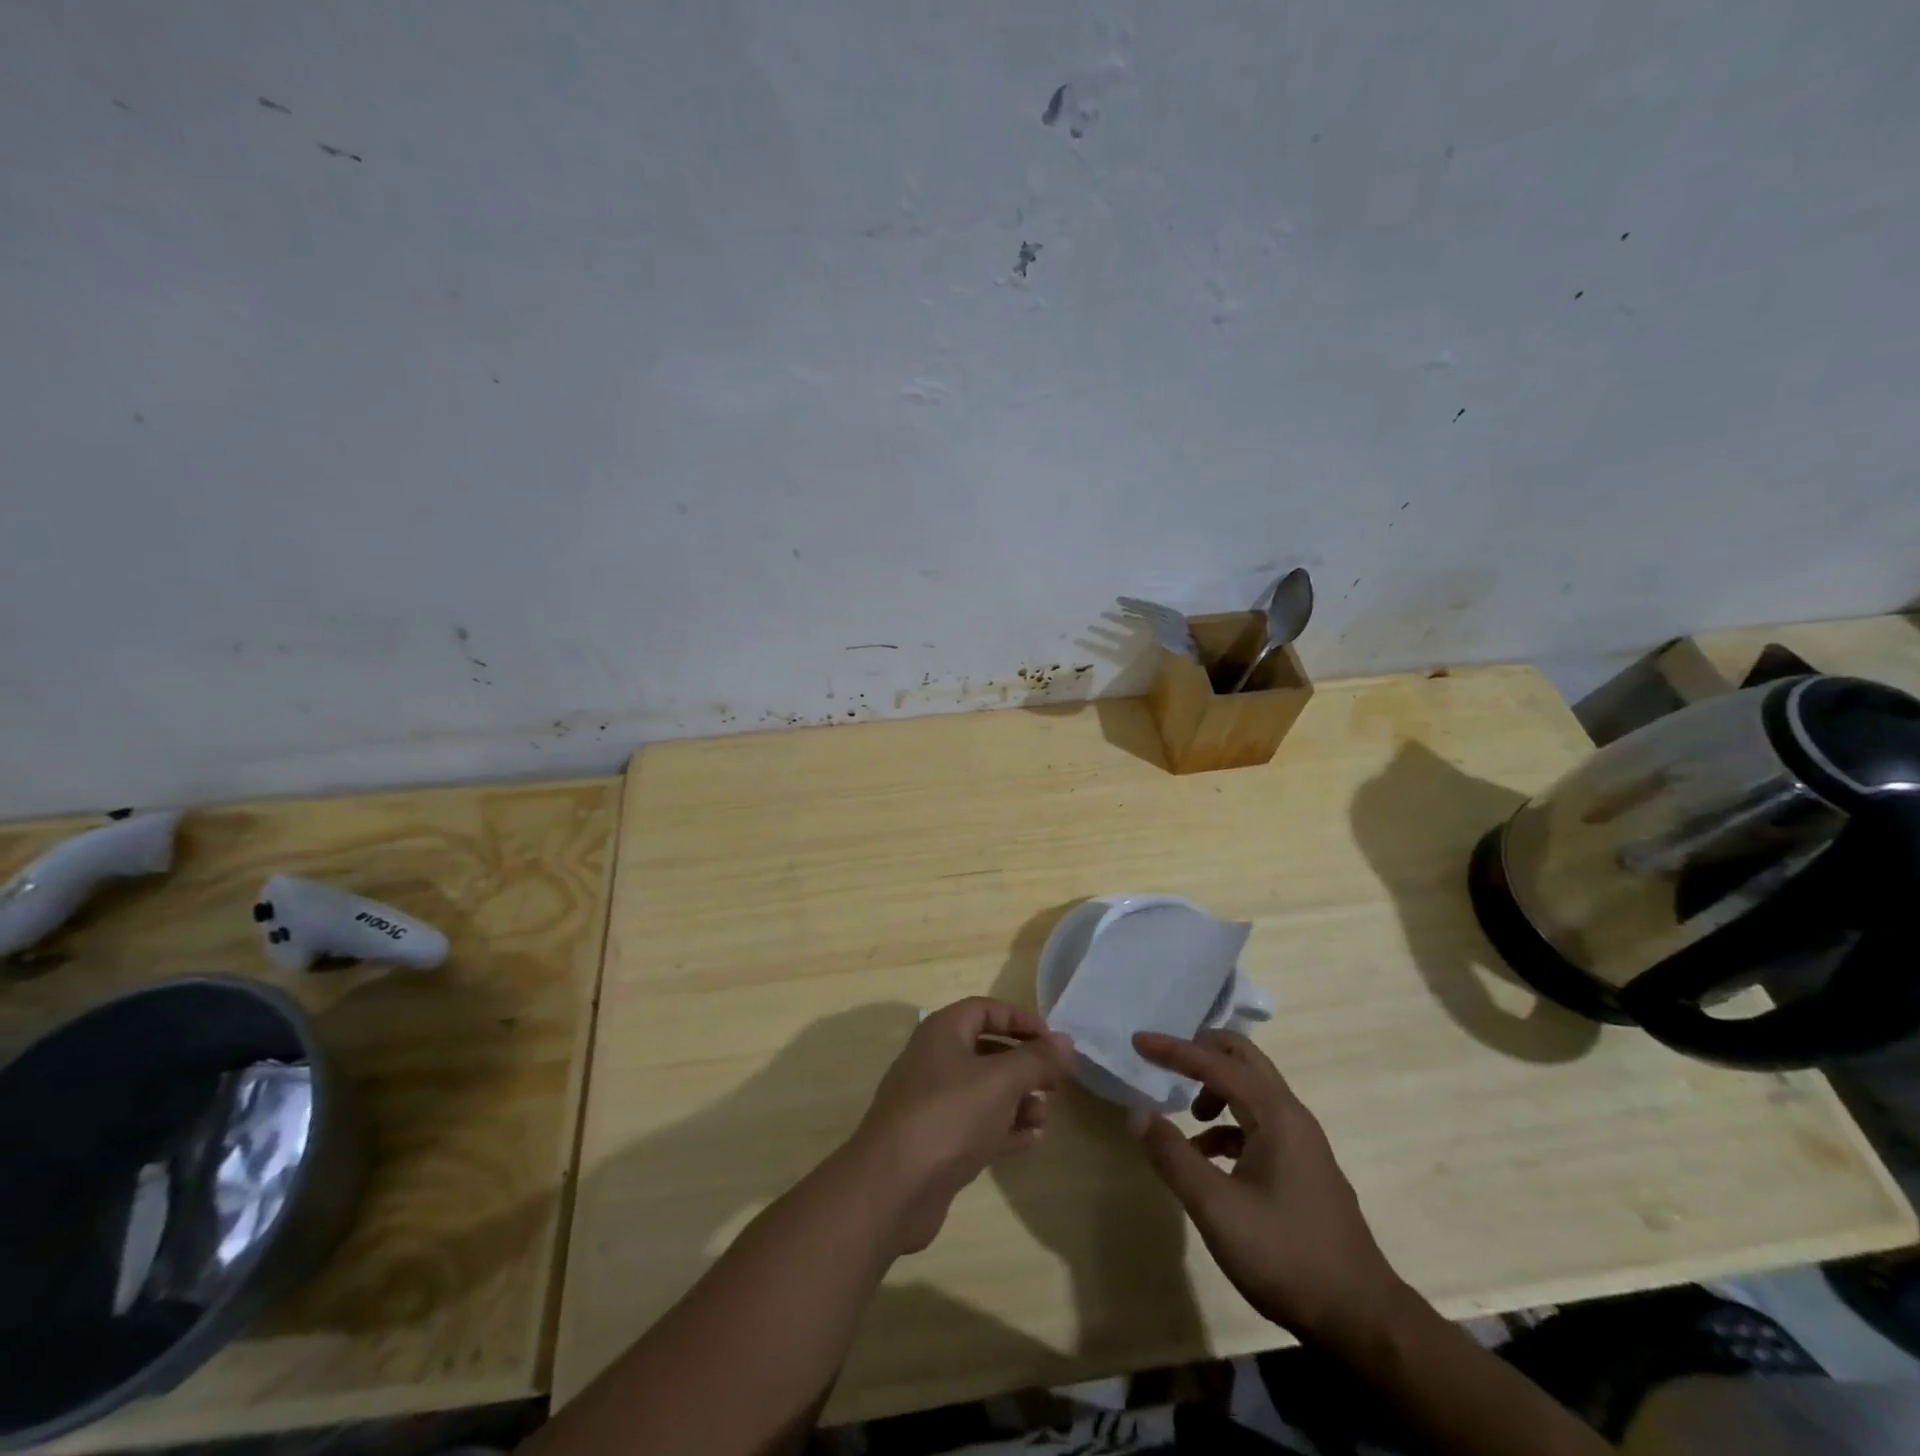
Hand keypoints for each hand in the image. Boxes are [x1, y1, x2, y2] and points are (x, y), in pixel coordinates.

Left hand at [850, 998, 1073, 1254]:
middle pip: (988, 1050)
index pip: (987, 1010)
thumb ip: (1037, 1059)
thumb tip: (1066, 1041)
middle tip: (1056, 1082)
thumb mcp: (1001, 1080)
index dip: (1023, 1020)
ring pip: (985, 1091)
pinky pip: (978, 1125)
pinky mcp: (937, 1143)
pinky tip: (1032, 1139)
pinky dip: (1005, 1128)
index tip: (1055, 1042)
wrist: (893, 1188)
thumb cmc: (949, 1116)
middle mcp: (935, 1060)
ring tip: (1044, 1115)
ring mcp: (934, 1103)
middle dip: (1025, 1064)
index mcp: (943, 1032)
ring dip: (1018, 1099)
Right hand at [1133, 1029, 1403, 1347]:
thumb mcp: (1216, 1208)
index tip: (1138, 1041)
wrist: (1362, 1320)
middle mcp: (1292, 1116)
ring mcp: (1302, 1143)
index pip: (1216, 1064)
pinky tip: (1208, 1159)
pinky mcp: (1304, 1169)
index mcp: (1275, 1114)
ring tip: (1185, 1116)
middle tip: (1166, 1057)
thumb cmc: (1285, 1256)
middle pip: (1244, 1059)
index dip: (1174, 1050)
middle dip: (1203, 1050)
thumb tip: (1139, 1113)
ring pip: (1253, 1091)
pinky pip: (1259, 1123)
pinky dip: (1229, 1125)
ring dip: (1216, 1088)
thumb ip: (1174, 1156)